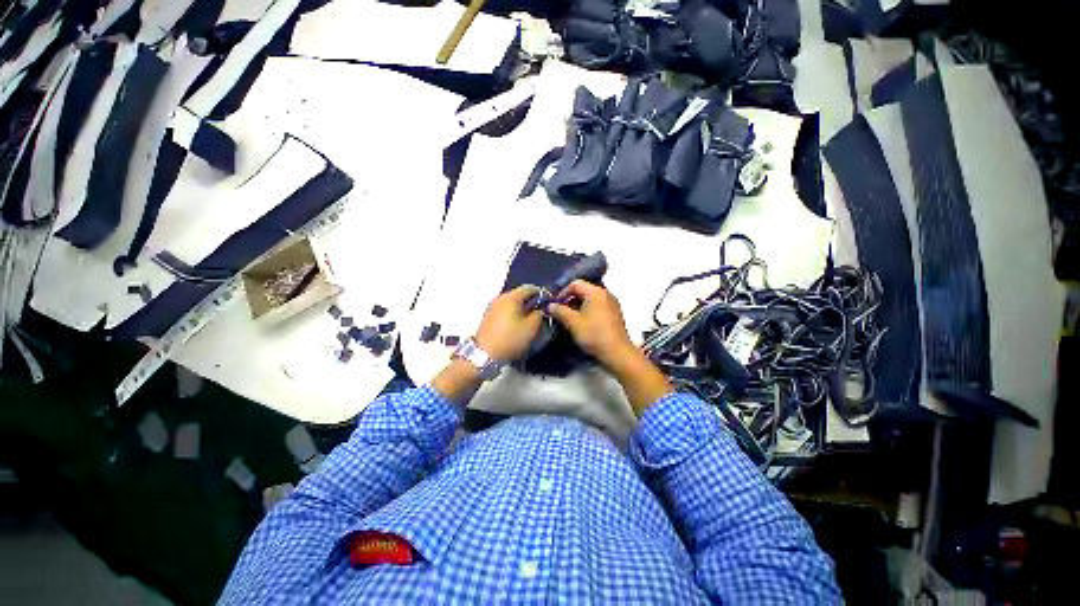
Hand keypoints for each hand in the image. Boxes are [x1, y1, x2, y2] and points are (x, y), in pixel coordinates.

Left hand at [474, 286, 544, 362]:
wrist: (484, 355)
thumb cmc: (510, 339)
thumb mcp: (531, 327)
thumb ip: (539, 314)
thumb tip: (541, 309)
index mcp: (511, 297)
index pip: (530, 288)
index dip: (542, 293)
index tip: (549, 302)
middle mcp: (500, 298)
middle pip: (519, 295)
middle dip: (531, 302)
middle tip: (541, 312)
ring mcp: (492, 307)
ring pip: (511, 303)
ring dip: (522, 309)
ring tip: (530, 320)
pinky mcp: (488, 317)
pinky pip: (504, 310)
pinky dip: (513, 314)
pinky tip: (517, 325)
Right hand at [546, 280, 635, 367]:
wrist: (617, 353)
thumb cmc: (594, 335)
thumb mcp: (573, 323)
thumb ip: (560, 311)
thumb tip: (550, 305)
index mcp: (596, 292)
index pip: (575, 284)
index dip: (562, 293)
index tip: (555, 305)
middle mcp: (606, 293)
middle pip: (583, 290)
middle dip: (570, 300)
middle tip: (561, 312)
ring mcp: (612, 303)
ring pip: (590, 299)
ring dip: (578, 306)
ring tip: (570, 318)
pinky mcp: (615, 313)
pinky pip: (598, 306)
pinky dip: (588, 310)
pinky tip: (583, 322)